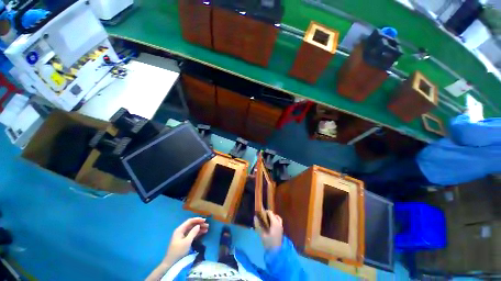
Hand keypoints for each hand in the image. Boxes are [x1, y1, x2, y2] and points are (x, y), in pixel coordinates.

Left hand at [163, 217, 208, 265]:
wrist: (171, 263)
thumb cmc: (178, 251)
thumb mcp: (187, 242)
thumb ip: (193, 232)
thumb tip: (198, 225)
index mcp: (180, 229)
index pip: (190, 221)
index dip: (197, 220)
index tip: (204, 220)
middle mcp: (181, 231)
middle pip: (191, 225)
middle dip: (199, 224)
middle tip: (207, 225)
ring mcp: (183, 236)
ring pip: (192, 229)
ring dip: (199, 228)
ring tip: (207, 229)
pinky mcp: (184, 241)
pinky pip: (192, 234)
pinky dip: (197, 233)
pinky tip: (203, 233)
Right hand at [254, 210, 282, 249]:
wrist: (276, 253)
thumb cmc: (269, 243)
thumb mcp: (262, 234)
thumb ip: (258, 225)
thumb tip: (255, 217)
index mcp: (275, 223)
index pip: (270, 213)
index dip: (265, 212)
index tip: (260, 213)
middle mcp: (279, 223)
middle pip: (275, 215)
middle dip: (269, 214)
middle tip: (263, 216)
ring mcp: (281, 227)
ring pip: (278, 219)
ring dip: (273, 217)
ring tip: (267, 220)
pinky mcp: (281, 231)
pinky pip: (279, 223)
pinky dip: (275, 221)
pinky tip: (270, 226)